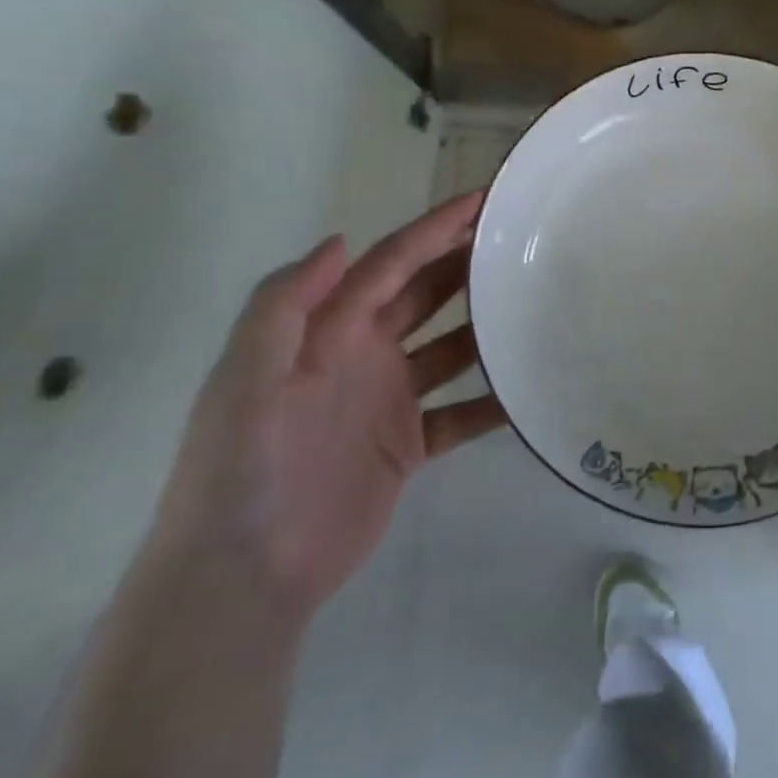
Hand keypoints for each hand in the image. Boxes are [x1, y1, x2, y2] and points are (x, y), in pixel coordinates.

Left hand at [143, 189, 504, 622]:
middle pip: (426, 296)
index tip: (484, 200)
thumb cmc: (242, 468)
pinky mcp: (406, 446)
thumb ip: (285, 306)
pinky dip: (493, 402)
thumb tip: (340, 240)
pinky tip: (529, 390)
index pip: (390, 265)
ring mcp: (387, 401)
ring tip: (536, 305)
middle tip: (522, 239)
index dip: (434, 229)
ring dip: (488, 327)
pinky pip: (461, 413)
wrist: (242, 577)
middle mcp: (362, 355)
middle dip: (467, 264)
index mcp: (328, 332)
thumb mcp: (246, 378)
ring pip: (451, 349)